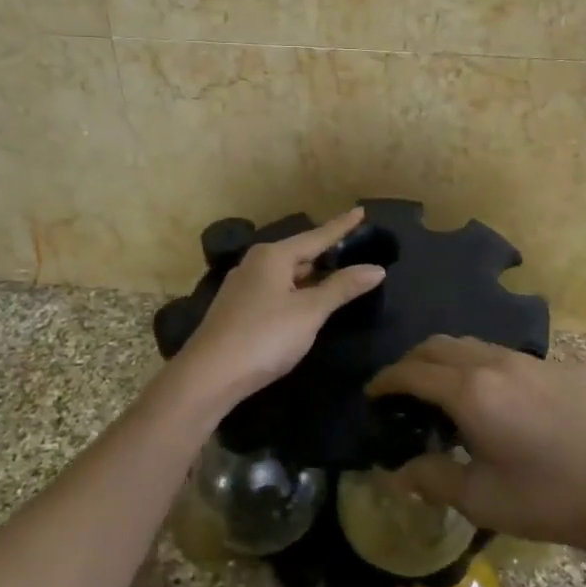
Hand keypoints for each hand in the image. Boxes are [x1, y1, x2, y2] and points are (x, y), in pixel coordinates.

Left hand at [171, 208, 386, 405]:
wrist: (209, 375)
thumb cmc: (265, 336)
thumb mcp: (310, 311)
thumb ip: (342, 288)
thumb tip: (376, 268)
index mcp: (273, 256)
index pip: (316, 236)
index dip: (341, 227)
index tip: (361, 211)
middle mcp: (255, 263)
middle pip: (299, 252)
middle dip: (325, 252)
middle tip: (352, 248)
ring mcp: (242, 286)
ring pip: (285, 273)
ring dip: (310, 274)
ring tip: (334, 274)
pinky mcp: (236, 309)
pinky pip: (275, 289)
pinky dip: (295, 290)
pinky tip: (303, 301)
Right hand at [366, 335, 585, 567]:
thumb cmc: (548, 498)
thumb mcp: (481, 498)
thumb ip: (432, 478)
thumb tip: (394, 473)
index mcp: (471, 390)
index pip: (412, 371)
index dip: (386, 380)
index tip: (370, 394)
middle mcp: (494, 362)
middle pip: (438, 345)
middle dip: (411, 362)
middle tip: (398, 392)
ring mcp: (527, 361)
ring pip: (469, 344)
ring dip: (443, 359)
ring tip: (438, 393)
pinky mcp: (552, 368)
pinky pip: (498, 352)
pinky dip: (474, 363)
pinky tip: (485, 397)